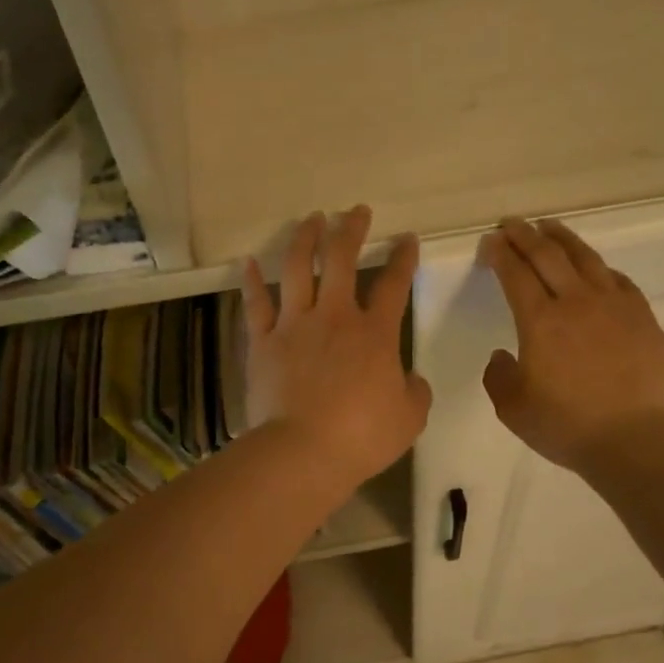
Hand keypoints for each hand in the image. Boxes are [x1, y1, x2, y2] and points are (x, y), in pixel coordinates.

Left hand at [242, 207, 432, 491]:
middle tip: (355, 211)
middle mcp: (335, 318)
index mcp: (375, 334)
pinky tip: (249, 261)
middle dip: (351, 229)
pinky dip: (252, 281)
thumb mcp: (409, 418)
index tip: (407, 239)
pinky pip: (256, 304)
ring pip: (298, 269)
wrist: (303, 451)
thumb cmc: (362, 437)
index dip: (403, 258)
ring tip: (311, 219)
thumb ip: (414, 391)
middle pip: (343, 260)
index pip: (395, 285)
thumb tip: (410, 378)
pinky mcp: (263, 342)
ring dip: (305, 239)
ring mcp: (295, 325)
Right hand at [480, 217, 663, 471]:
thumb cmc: (566, 426)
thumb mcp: (513, 409)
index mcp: (540, 321)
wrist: (633, 438)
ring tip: (548, 227)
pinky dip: (598, 267)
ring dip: (562, 238)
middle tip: (511, 224)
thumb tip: (502, 356)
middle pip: (547, 255)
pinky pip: (617, 280)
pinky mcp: (642, 317)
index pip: (515, 274)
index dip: (499, 254)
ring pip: (585, 258)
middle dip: (524, 235)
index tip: (489, 242)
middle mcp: (576, 302)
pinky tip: (594, 268)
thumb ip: (498, 377)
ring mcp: (614, 305)